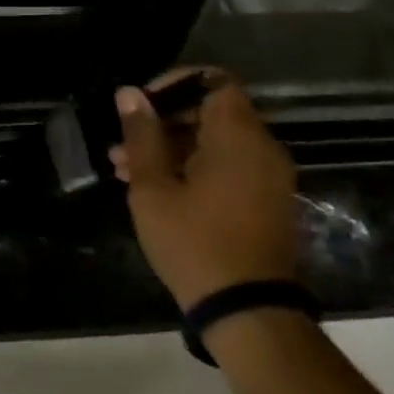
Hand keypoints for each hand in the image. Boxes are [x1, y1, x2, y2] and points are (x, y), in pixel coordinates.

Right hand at [110, 68, 299, 309]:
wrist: (248, 312)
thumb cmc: (194, 242)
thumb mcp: (154, 187)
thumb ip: (142, 136)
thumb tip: (130, 93)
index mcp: (238, 136)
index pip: (213, 81)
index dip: (175, 84)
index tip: (141, 104)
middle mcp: (262, 148)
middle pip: (211, 112)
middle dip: (163, 123)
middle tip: (124, 145)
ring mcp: (270, 177)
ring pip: (216, 143)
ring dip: (173, 149)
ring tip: (126, 171)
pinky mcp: (268, 202)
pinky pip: (230, 167)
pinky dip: (196, 168)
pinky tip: (158, 190)